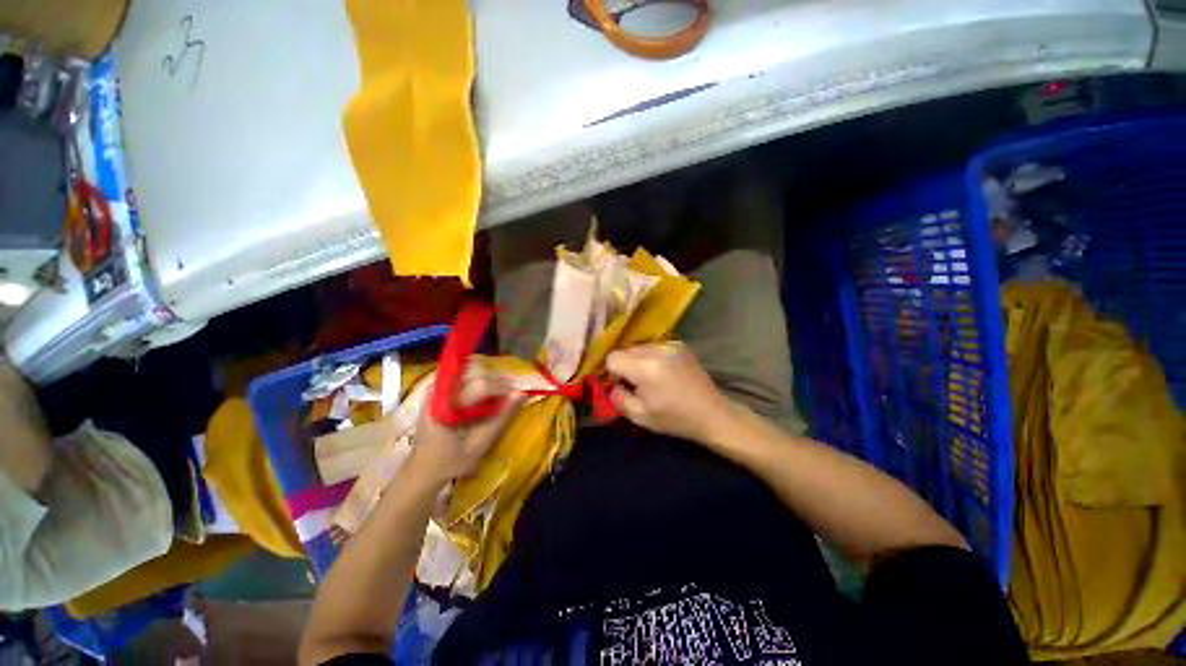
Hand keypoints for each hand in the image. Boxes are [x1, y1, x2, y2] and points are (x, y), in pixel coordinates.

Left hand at [407, 361, 523, 486]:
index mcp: (447, 408)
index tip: (516, 395)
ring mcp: (434, 387)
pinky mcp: (435, 388)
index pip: (480, 385)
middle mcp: (438, 392)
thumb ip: (501, 417)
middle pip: (475, 373)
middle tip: (506, 396)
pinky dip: (475, 379)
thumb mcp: (480, 444)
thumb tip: (521, 393)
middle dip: (495, 382)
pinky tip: (480, 395)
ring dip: (486, 378)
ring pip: (468, 369)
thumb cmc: (452, 460)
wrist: (422, 469)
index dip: (502, 387)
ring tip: (494, 395)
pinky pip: (460, 374)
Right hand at [606, 343, 733, 443]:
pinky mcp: (680, 346)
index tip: (623, 386)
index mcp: (645, 368)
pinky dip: (653, 357)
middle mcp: (656, 351)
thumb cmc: (675, 419)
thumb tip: (612, 387)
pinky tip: (665, 373)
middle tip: (637, 385)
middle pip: (626, 350)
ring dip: (639, 360)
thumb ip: (619, 399)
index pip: (613, 358)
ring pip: (640, 347)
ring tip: (653, 379)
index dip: (613, 373)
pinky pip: (655, 347)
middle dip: (626, 366)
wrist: (712, 414)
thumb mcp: (640, 417)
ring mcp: (670, 345)